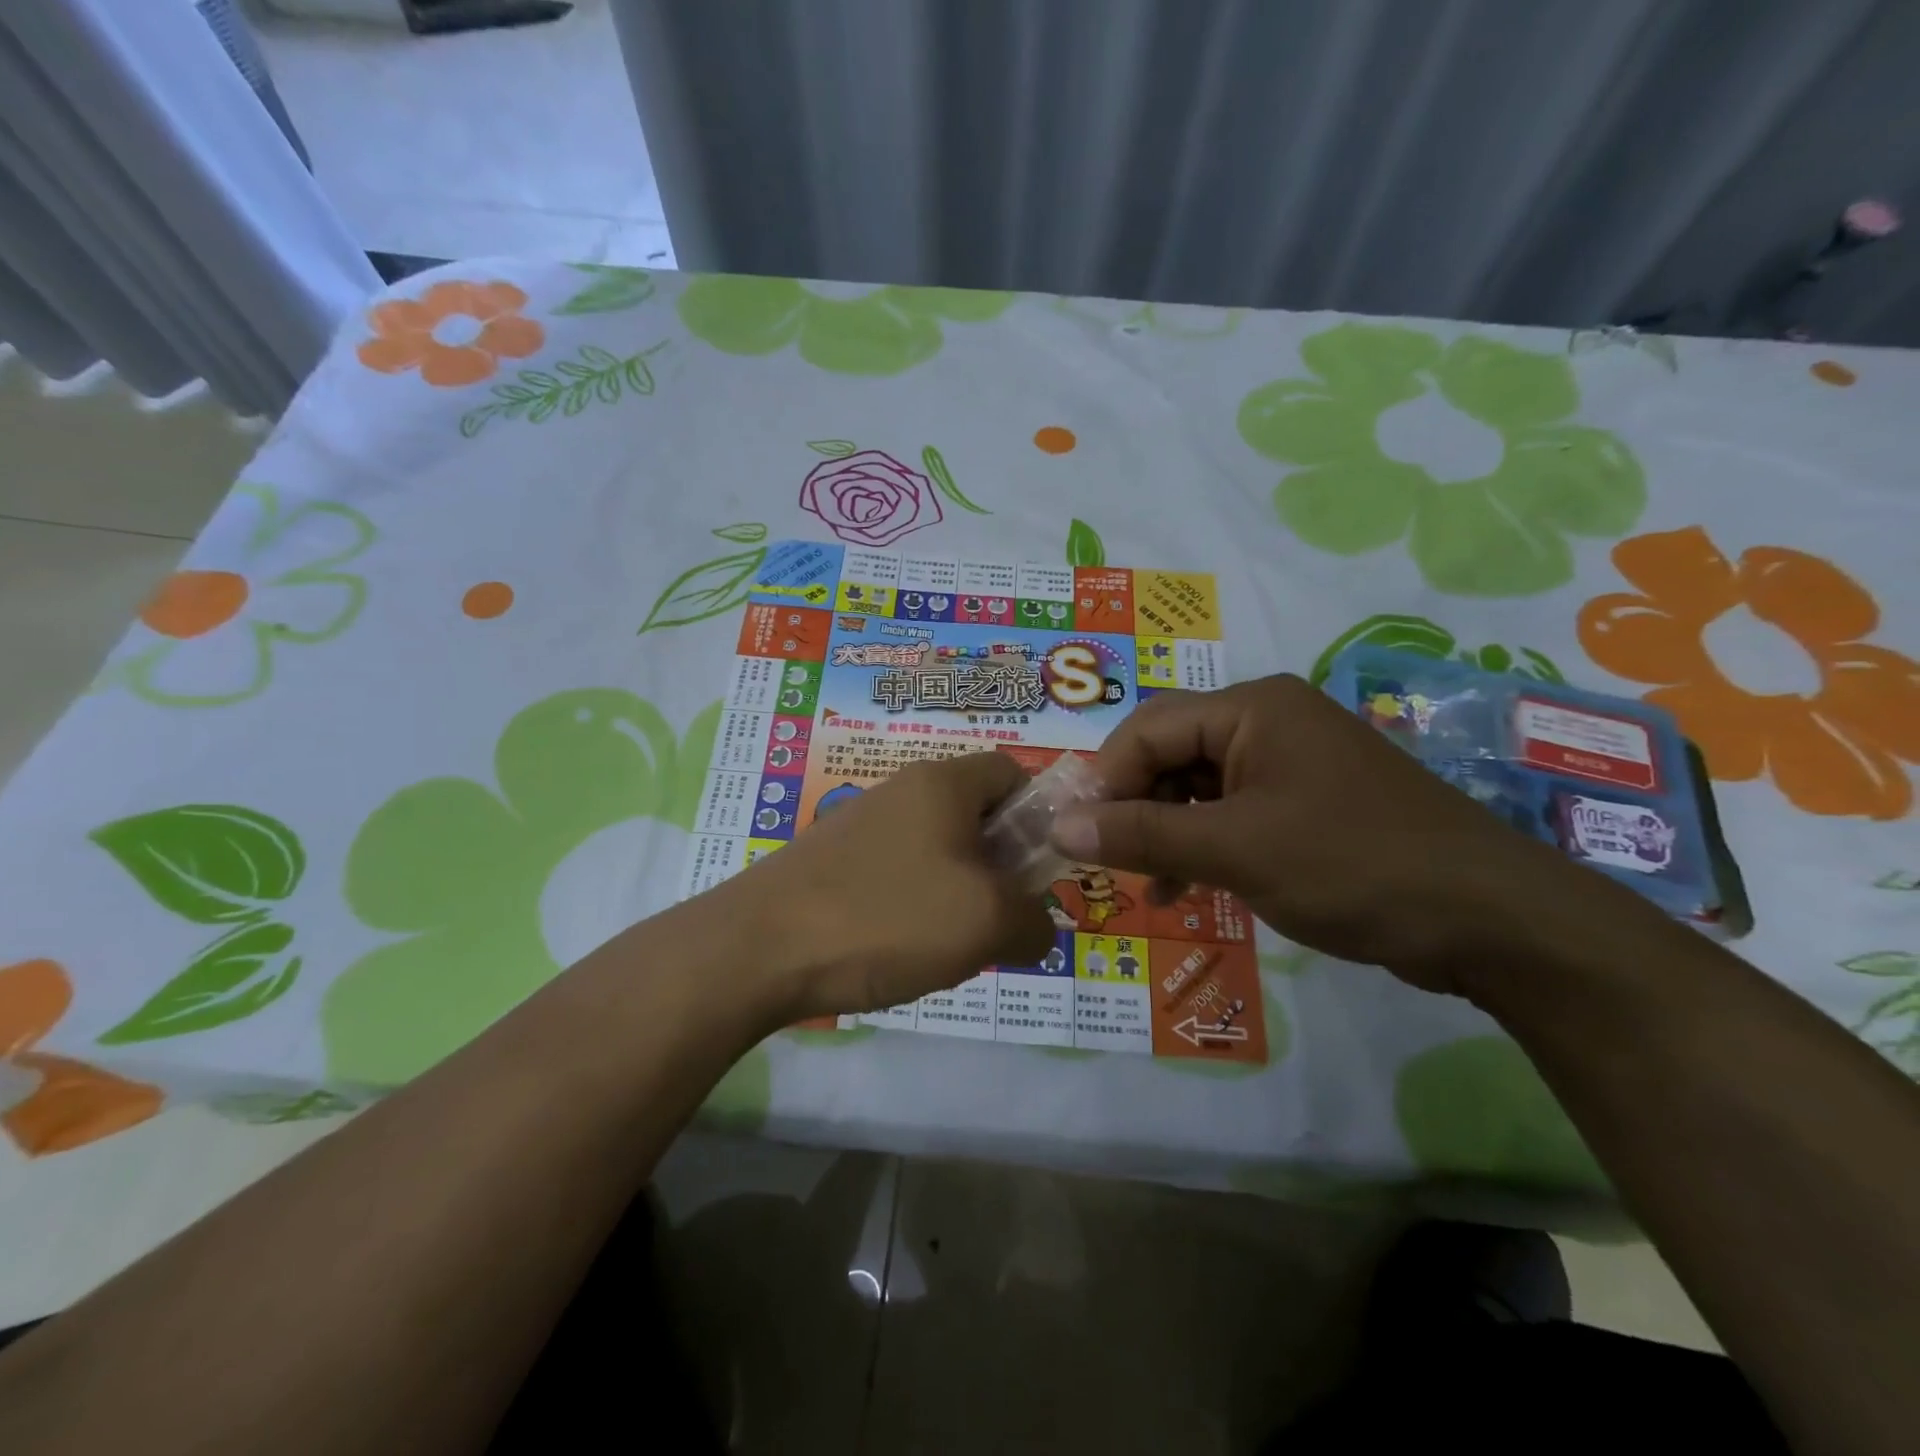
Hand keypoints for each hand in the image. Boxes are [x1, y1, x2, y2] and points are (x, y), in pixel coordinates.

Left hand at [719, 751, 1054, 1023]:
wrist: (757, 949)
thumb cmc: (886, 917)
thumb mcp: (986, 922)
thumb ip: (1036, 921)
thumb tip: (1038, 927)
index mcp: (943, 783)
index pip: (1011, 772)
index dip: (1039, 815)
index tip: (1038, 871)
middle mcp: (902, 791)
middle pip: (975, 814)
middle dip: (999, 866)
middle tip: (1001, 918)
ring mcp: (860, 825)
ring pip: (936, 850)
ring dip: (958, 892)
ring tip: (952, 944)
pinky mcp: (832, 861)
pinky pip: (896, 873)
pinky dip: (914, 906)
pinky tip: (902, 949)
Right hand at [1050, 674, 1616, 994]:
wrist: (1490, 921)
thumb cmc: (1354, 867)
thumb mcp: (1236, 850)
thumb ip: (1142, 835)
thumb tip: (1059, 828)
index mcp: (1253, 707)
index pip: (1148, 728)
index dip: (1105, 779)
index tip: (1076, 835)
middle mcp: (1268, 721)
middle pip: (1170, 754)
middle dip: (1134, 807)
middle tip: (1108, 862)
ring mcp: (1290, 763)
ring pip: (1196, 787)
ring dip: (1164, 832)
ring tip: (1146, 885)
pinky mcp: (1306, 803)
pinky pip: (1231, 812)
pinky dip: (1201, 845)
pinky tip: (1184, 887)